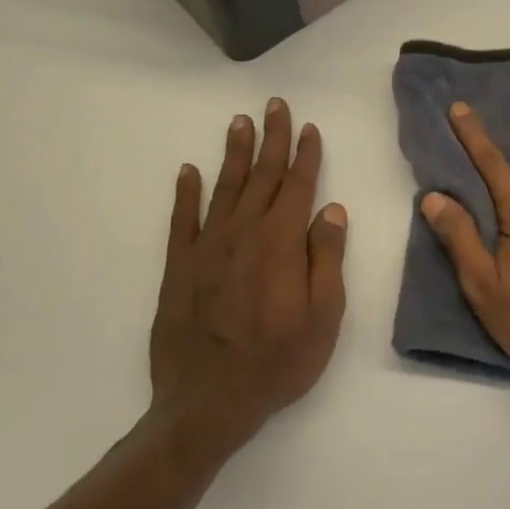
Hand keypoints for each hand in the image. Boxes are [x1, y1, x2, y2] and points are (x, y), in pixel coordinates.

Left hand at [149, 98, 347, 458]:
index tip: (310, 128)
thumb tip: (330, 210)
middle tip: (274, 105)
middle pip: (263, 177)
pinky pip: (182, 220)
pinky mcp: (179, 268)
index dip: (306, 155)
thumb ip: (327, 258)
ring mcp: (207, 248)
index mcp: (281, 244)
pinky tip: (188, 171)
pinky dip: (185, 193)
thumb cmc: (279, 362)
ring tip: (240, 123)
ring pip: (224, 189)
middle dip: (272, 139)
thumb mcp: (324, 316)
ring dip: (235, 154)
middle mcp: (243, 234)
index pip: (298, 187)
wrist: (208, 402)